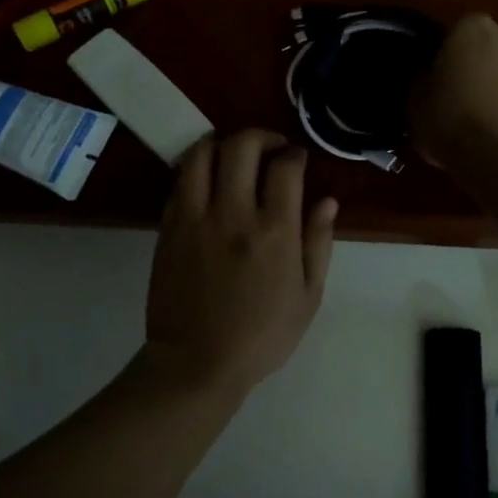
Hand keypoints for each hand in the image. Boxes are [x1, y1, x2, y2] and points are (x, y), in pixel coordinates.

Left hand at [144, 130, 337, 398]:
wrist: (197, 362)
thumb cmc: (262, 335)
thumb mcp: (308, 297)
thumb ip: (318, 243)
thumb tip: (328, 201)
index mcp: (275, 231)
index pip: (285, 167)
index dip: (294, 154)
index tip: (297, 159)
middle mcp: (234, 213)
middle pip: (242, 146)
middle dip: (260, 136)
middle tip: (270, 148)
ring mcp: (196, 217)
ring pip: (202, 153)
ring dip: (221, 143)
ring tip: (233, 155)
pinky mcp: (169, 227)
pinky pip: (180, 180)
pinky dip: (196, 168)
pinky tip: (208, 180)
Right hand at [410, 14, 497, 168]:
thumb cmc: (452, 121)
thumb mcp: (415, 104)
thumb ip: (419, 82)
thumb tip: (423, 77)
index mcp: (470, 28)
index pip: (452, 34)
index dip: (443, 59)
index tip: (435, 82)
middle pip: (487, 49)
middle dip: (476, 68)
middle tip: (459, 100)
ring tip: (483, 124)